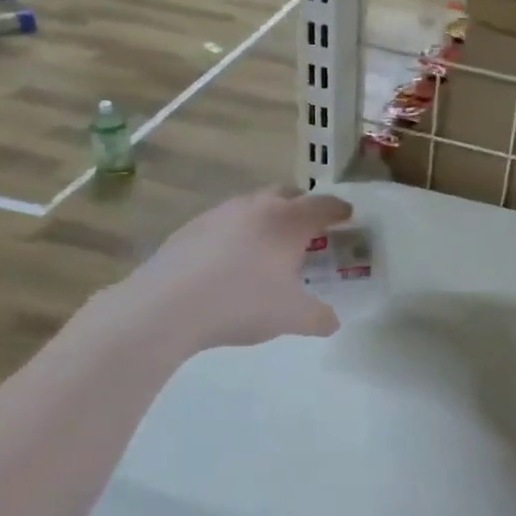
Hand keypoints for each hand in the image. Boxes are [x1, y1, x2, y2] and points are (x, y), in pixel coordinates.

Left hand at [109, 188, 354, 353]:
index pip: (323, 205)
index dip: (339, 210)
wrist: (167, 306)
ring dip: (268, 217)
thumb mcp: (290, 317)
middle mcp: (257, 207)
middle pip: (288, 194)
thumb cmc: (241, 304)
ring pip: (254, 205)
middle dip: (303, 206)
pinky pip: (226, 221)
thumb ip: (319, 317)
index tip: (347, 215)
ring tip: (269, 246)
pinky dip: (238, 232)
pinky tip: (231, 261)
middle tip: (310, 229)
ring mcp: (221, 213)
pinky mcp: (192, 226)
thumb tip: (333, 321)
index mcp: (288, 222)